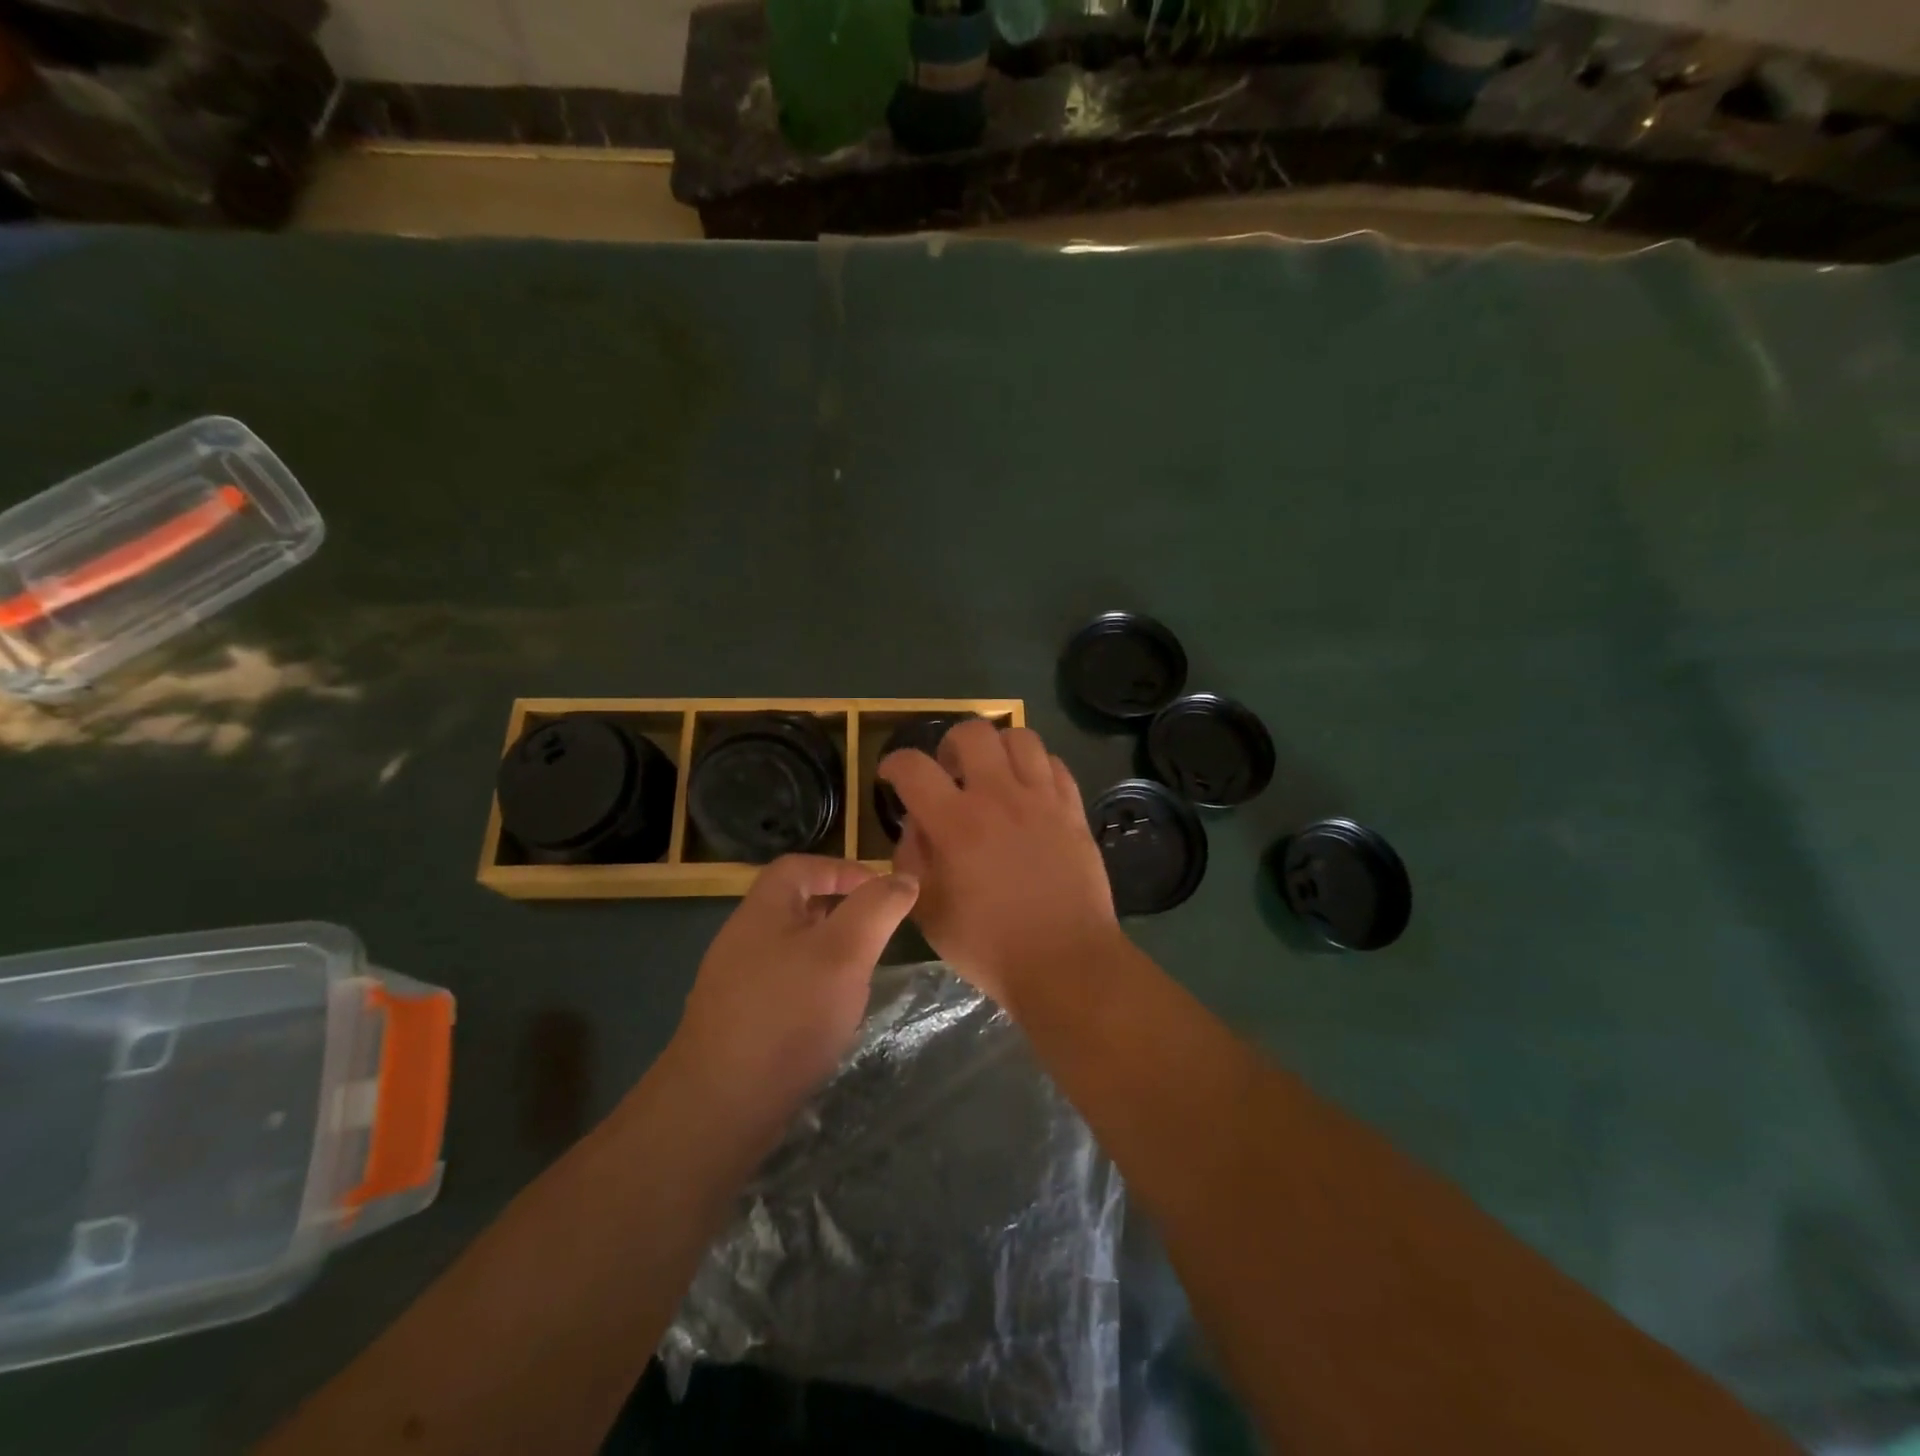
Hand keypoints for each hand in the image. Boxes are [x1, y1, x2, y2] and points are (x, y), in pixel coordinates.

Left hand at [672, 855, 917, 1110]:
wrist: (720, 1105)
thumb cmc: (788, 1013)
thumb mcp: (844, 951)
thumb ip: (877, 909)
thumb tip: (904, 879)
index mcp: (763, 910)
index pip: (801, 866)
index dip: (843, 869)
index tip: (882, 893)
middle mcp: (743, 939)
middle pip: (796, 906)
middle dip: (841, 913)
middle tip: (877, 934)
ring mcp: (736, 983)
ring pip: (792, 950)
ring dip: (829, 954)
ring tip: (861, 975)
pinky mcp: (739, 1022)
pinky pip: (783, 987)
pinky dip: (813, 989)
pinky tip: (831, 1016)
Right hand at [880, 721, 1119, 1008]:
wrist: (1063, 961)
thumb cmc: (988, 945)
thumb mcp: (928, 910)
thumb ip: (912, 858)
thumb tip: (915, 825)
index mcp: (956, 822)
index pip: (913, 767)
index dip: (894, 763)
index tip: (892, 776)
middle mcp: (998, 797)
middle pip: (972, 732)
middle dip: (950, 744)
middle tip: (949, 772)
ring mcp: (1041, 799)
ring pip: (1020, 737)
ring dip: (998, 748)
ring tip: (993, 774)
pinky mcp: (1072, 809)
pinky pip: (1054, 764)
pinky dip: (1036, 768)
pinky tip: (1029, 792)